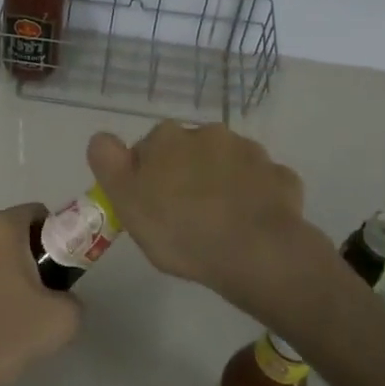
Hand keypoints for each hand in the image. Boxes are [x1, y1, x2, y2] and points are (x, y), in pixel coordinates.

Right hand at [87, 124, 330, 317]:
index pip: (149, 148)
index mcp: (168, 137)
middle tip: (186, 217)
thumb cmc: (180, 229)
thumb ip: (108, 162)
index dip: (147, 176)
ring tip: (221, 224)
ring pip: (228, 165)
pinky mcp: (282, 177)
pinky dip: (256, 198)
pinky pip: (262, 184)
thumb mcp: (125, 201)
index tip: (152, 206)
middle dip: (188, 174)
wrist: (255, 252)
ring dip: (223, 183)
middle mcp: (209, 133)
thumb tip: (103, 137)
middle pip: (190, 152)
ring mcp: (250, 153)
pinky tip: (252, 225)